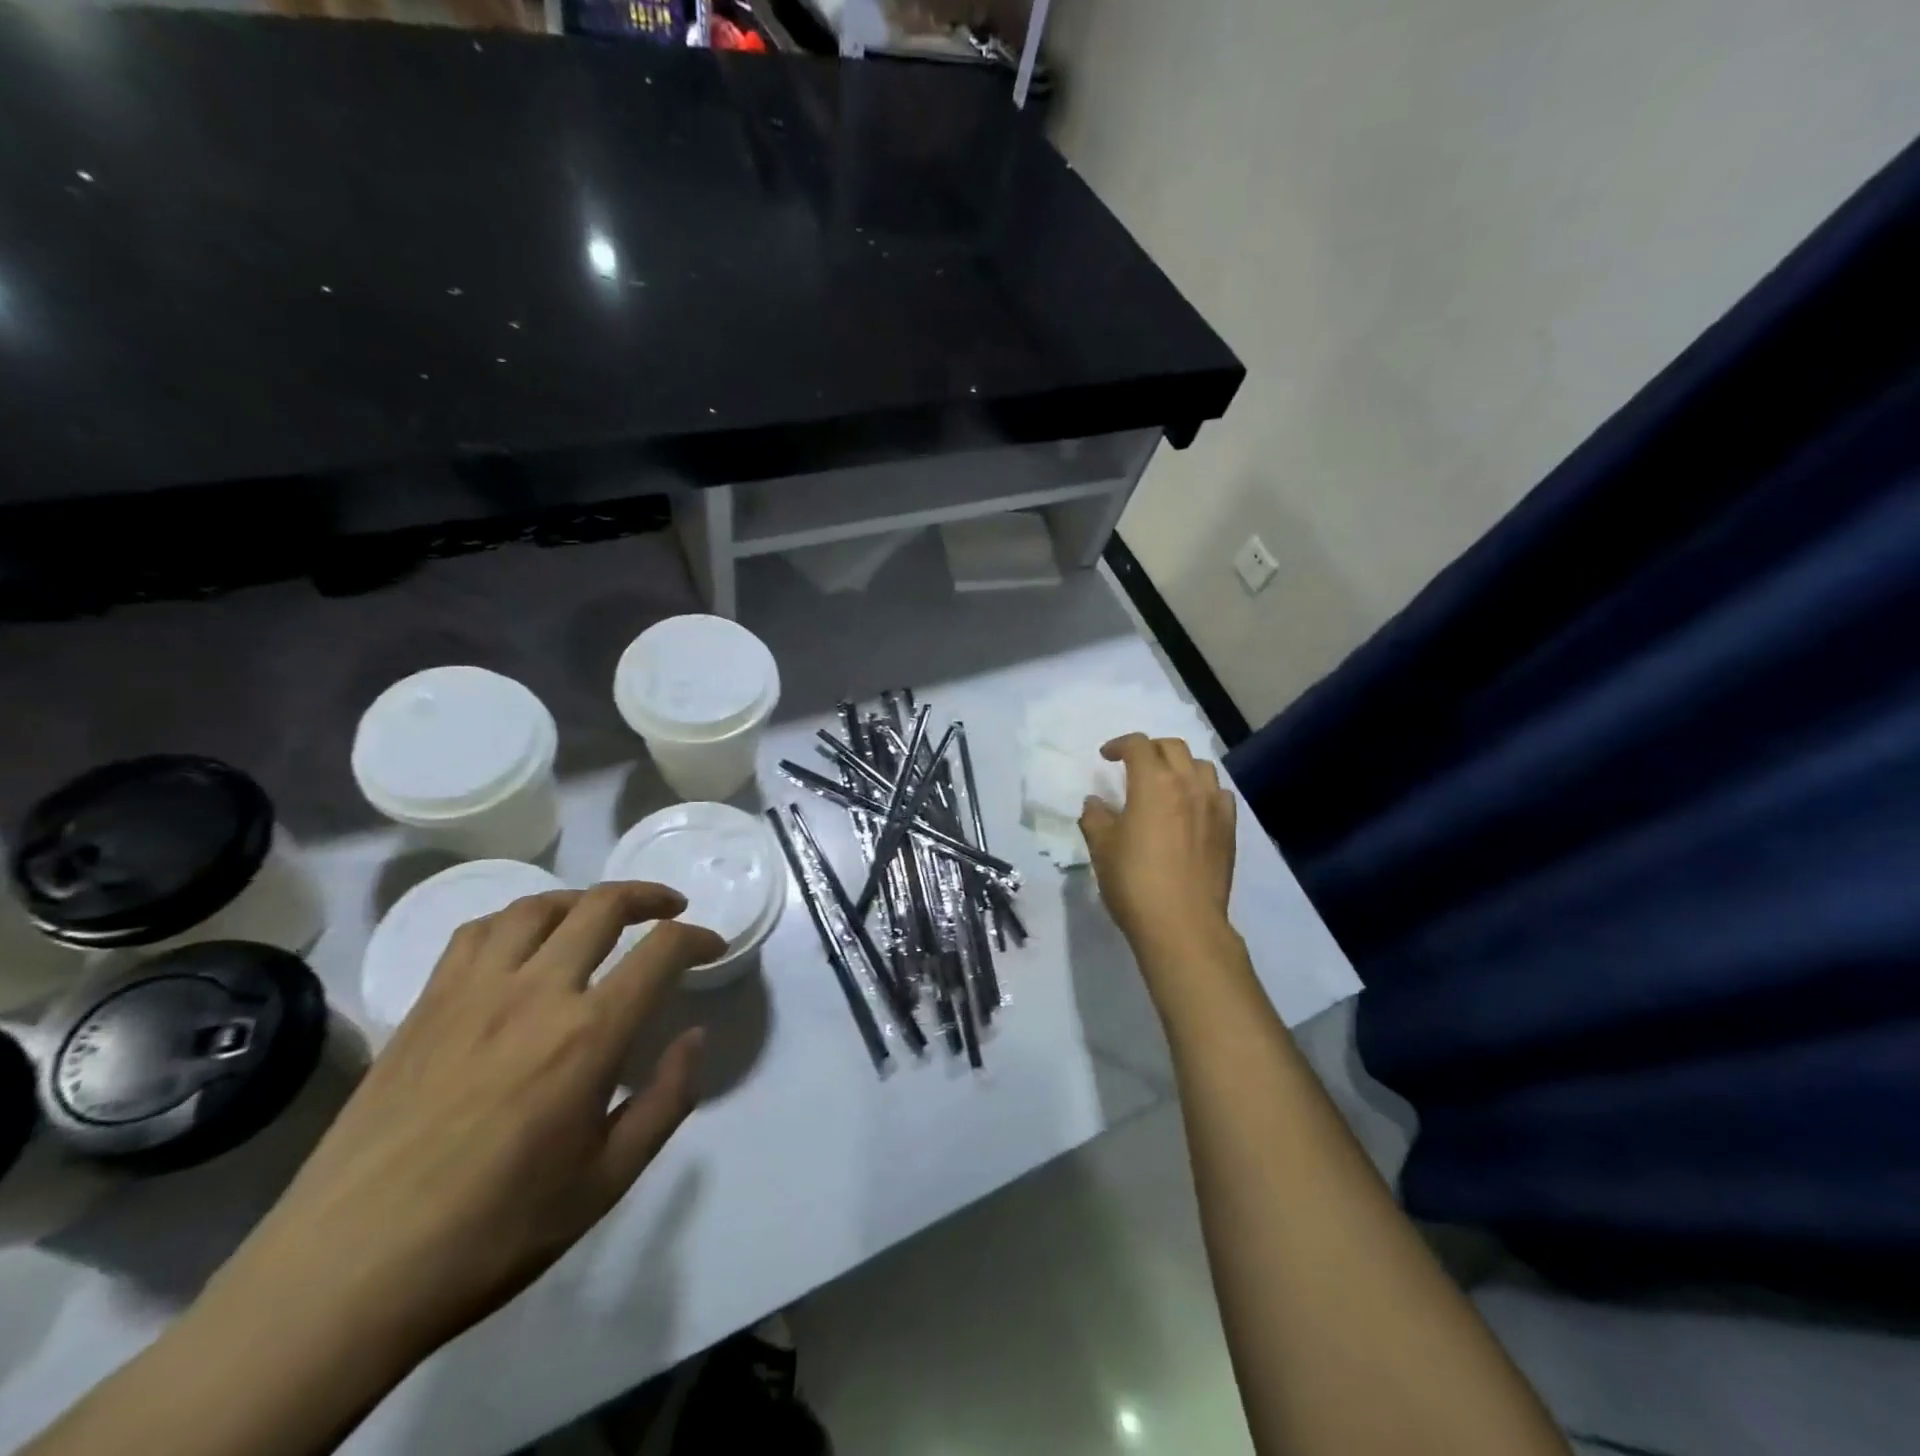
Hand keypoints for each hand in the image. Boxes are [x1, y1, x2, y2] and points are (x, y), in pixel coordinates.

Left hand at [204, 883, 725, 1366]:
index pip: (662, 950)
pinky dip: (516, 920)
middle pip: (603, 905)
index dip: (698, 937)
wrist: (347, 1273)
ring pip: (538, 906)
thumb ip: (666, 1099)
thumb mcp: (608, 1180)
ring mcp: (473, 992)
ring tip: (600, 914)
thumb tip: (694, 1036)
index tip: (711, 947)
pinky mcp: (425, 1005)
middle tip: (670, 908)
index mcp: (589, 1034)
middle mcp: (536, 992)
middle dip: (649, 896)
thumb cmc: (494, 1232)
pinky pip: (477, 932)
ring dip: (583, 898)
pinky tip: (524, 943)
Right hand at [1080, 733, 1238, 968]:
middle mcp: (1188, 784)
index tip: (1106, 757)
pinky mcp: (1229, 829)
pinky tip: (1192, 807)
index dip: (1119, 745)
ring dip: (1180, 766)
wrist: (1182, 923)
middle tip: (1134, 765)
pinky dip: (1203, 790)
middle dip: (1150, 749)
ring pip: (1201, 766)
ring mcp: (1214, 805)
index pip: (1138, 746)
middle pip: (1172, 748)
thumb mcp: (1102, 847)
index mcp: (1154, 782)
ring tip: (1166, 782)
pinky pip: (1219, 793)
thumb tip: (1095, 802)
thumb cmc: (1134, 881)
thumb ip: (1095, 818)